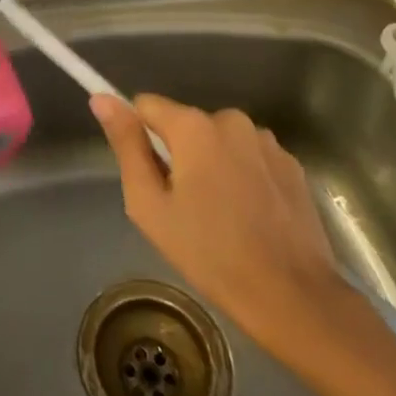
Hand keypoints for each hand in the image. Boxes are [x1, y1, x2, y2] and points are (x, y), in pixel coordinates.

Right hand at [91, 93, 358, 365]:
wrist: (293, 297)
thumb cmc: (210, 254)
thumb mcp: (150, 205)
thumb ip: (125, 145)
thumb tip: (101, 98)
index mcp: (193, 126)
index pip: (146, 106)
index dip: (138, 136)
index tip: (146, 173)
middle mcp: (231, 119)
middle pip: (185, 125)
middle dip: (178, 154)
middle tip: (183, 205)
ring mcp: (266, 141)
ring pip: (219, 141)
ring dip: (212, 165)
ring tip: (220, 215)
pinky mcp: (292, 164)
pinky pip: (250, 157)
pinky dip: (243, 176)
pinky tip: (250, 217)